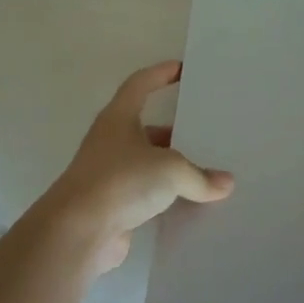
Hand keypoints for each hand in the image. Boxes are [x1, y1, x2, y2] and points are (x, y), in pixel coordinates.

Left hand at [31, 61, 234, 274]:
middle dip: (175, 130)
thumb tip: (226, 184)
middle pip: (146, 128)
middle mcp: (110, 142)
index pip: (140, 84)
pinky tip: (191, 204)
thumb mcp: (171, 170)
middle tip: (206, 131)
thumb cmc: (121, 181)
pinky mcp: (112, 206)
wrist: (77, 233)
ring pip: (147, 164)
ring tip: (207, 171)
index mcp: (118, 118)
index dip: (160, 73)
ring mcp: (109, 175)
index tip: (182, 69)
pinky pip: (146, 195)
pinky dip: (166, 197)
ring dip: (172, 167)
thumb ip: (200, 176)